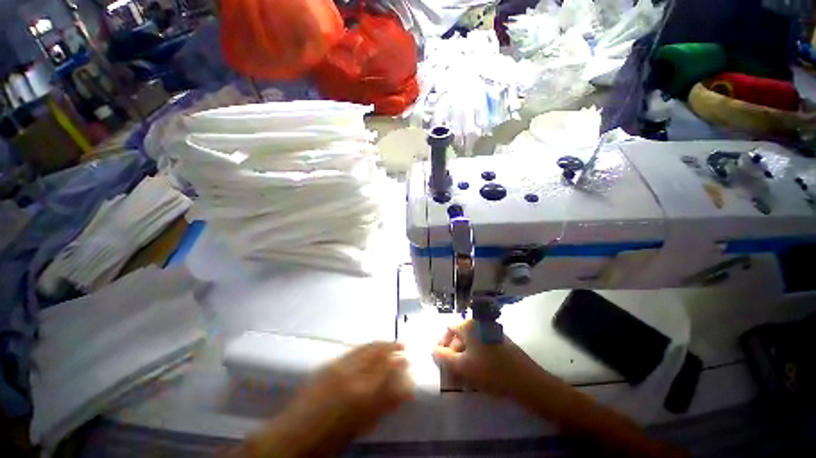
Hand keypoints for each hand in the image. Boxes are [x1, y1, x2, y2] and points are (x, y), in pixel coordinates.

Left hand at [247, 342, 413, 456]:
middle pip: (379, 355)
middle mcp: (353, 377)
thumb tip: (400, 392)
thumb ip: (382, 406)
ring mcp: (339, 367)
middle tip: (404, 345)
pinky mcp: (329, 364)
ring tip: (391, 341)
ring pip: (367, 348)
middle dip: (393, 348)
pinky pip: (353, 350)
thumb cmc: (329, 441)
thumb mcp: (360, 426)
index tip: (408, 360)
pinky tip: (372, 345)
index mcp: (362, 398)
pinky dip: (367, 346)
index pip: (388, 373)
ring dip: (382, 343)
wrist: (292, 437)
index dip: (400, 365)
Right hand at [432, 319, 549, 400]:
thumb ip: (443, 357)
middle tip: (452, 373)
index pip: (449, 328)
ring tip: (464, 377)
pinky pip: (482, 347)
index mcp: (469, 325)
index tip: (442, 360)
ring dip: (464, 358)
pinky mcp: (500, 341)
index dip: (443, 343)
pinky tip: (477, 374)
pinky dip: (476, 358)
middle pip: (460, 336)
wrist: (526, 382)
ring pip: (471, 343)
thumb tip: (432, 348)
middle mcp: (479, 323)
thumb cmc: (490, 372)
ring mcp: (491, 331)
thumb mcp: (462, 366)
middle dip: (453, 354)